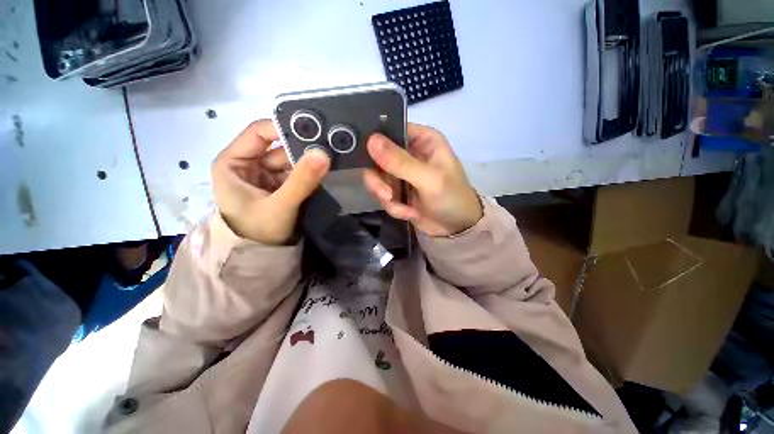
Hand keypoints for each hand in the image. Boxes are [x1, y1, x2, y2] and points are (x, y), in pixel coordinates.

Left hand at [212, 120, 330, 244]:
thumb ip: (301, 180)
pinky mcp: (278, 187)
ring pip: (290, 161)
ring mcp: (264, 176)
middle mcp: (248, 165)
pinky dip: (309, 174)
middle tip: (329, 147)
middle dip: (302, 149)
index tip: (313, 131)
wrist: (261, 258)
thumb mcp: (279, 205)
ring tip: (331, 159)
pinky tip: (324, 172)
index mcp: (233, 163)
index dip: (284, 129)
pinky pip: (295, 174)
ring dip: (308, 162)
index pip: (258, 133)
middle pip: (278, 148)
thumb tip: (323, 153)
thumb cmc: (258, 232)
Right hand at [362, 123, 482, 236]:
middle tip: (386, 194)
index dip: (376, 142)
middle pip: (377, 157)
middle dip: (379, 180)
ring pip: (377, 178)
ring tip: (403, 209)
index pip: (391, 130)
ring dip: (386, 196)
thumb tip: (371, 140)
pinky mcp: (398, 192)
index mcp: (422, 140)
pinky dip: (394, 207)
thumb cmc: (452, 197)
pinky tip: (410, 214)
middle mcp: (409, 153)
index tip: (368, 159)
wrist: (457, 229)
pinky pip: (383, 195)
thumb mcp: (429, 179)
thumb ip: (400, 162)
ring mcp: (401, 174)